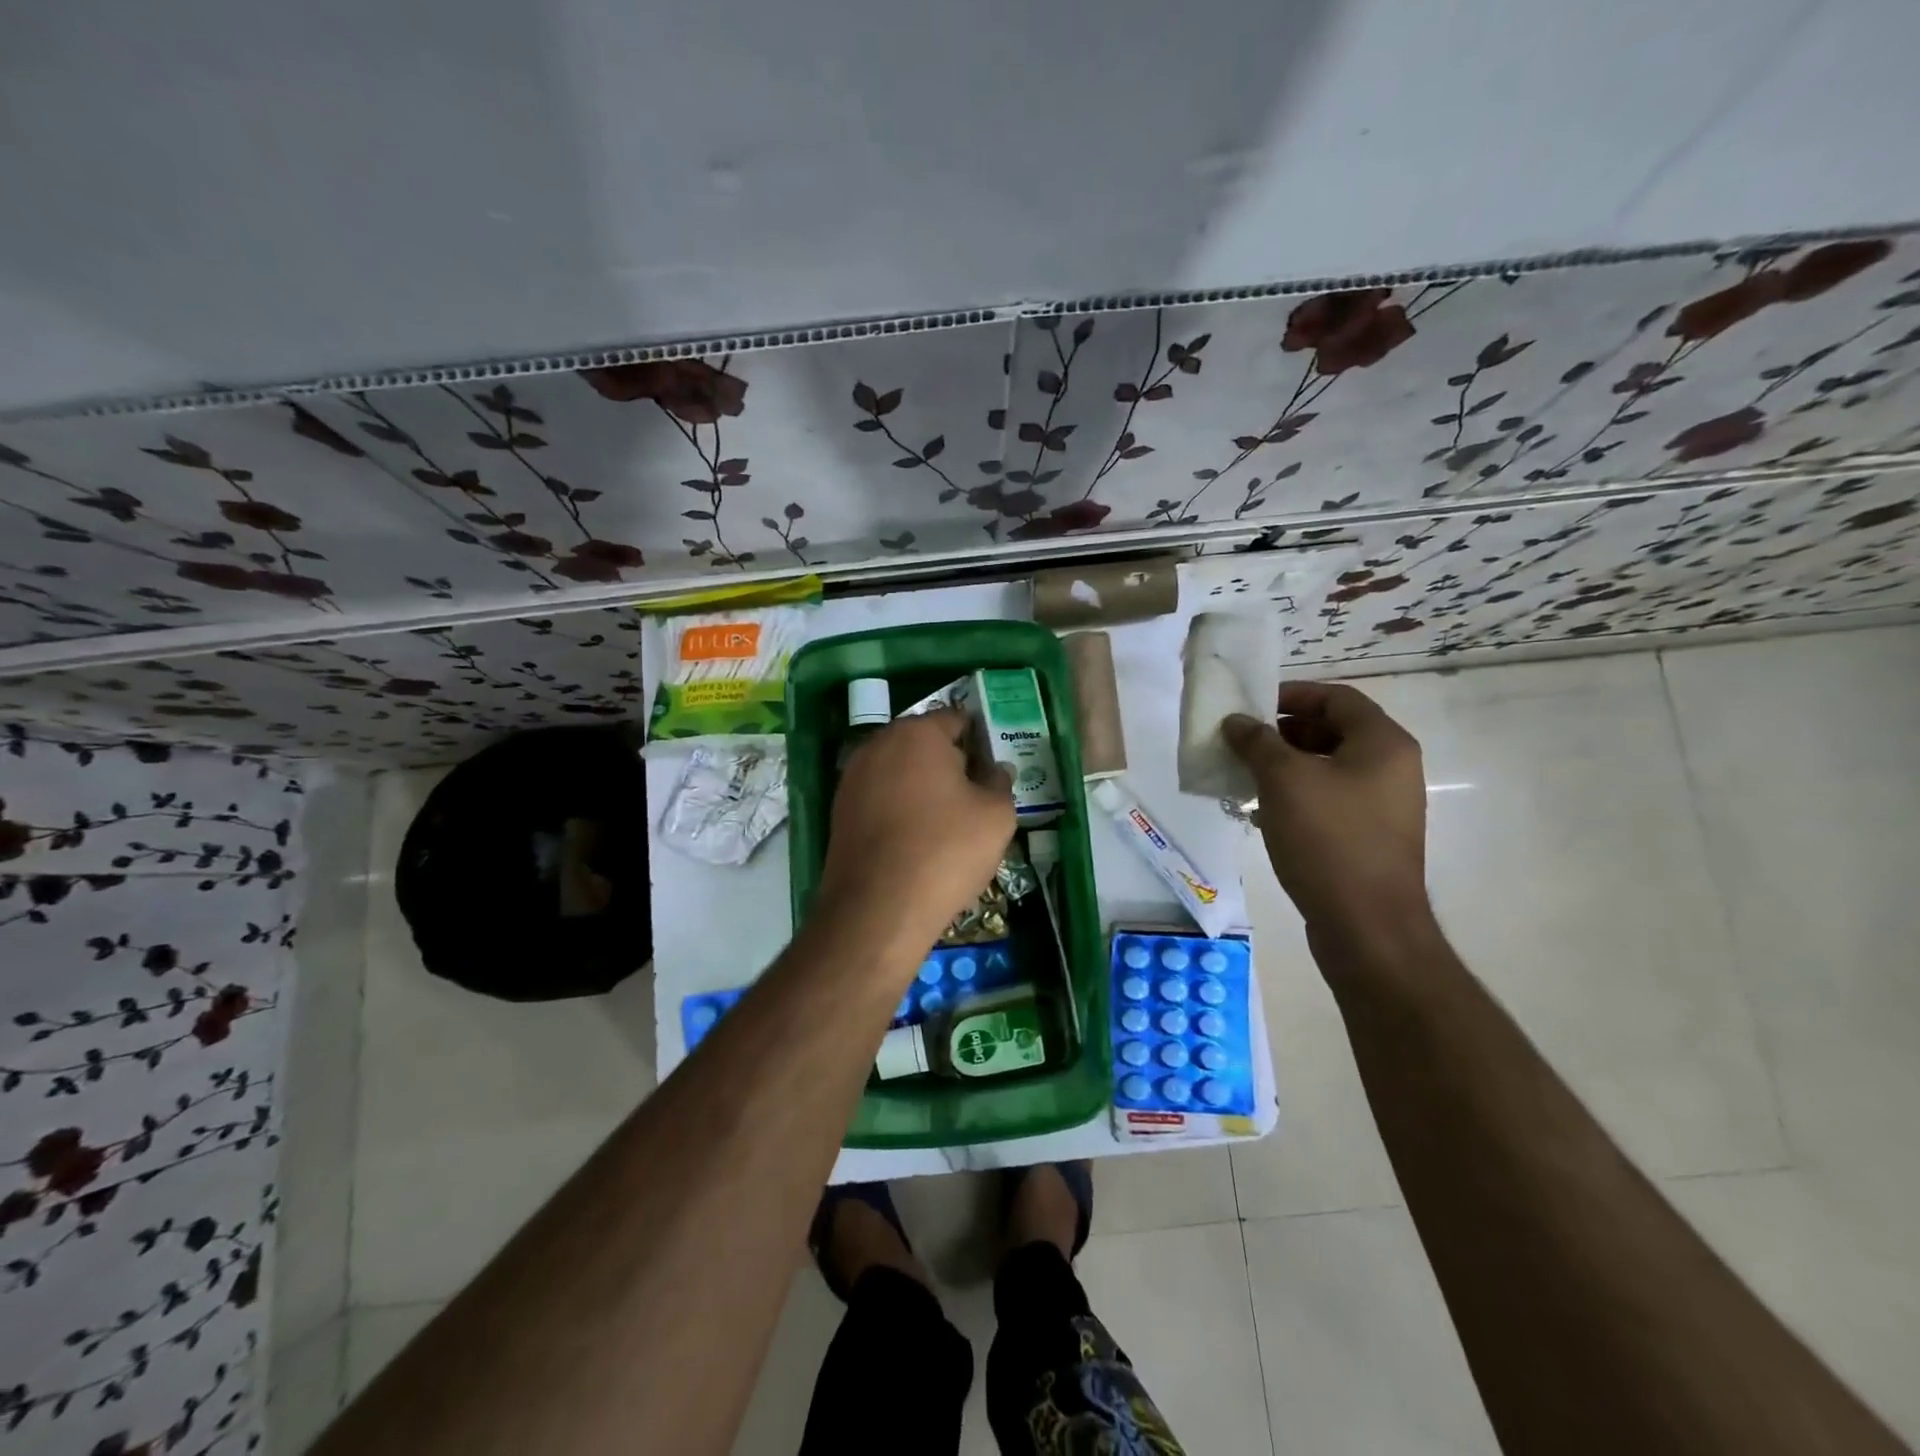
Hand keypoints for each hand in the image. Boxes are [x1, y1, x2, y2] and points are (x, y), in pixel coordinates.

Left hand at [815, 709, 1014, 959]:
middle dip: (948, 763)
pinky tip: (915, 840)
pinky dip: (898, 809)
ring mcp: (852, 777)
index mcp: (917, 733)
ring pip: (898, 771)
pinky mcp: (839, 811)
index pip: (955, 720)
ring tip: (945, 823)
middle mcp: (877, 744)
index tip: (992, 771)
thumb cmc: (946, 850)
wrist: (878, 909)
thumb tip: (995, 770)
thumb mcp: (996, 816)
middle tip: (974, 797)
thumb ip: (999, 782)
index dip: (979, 741)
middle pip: (923, 743)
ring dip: (921, 787)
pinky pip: (879, 798)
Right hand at [1224, 682, 1430, 942]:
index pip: (1337, 698)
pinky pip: (1329, 800)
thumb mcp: (1284, 781)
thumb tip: (1236, 721)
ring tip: (1245, 776)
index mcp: (1383, 744)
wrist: (1366, 925)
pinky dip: (1296, 797)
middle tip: (1243, 741)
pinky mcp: (1368, 837)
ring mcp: (1383, 806)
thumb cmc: (1328, 839)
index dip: (1293, 694)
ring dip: (1285, 766)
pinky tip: (1261, 813)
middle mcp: (1391, 769)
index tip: (1251, 705)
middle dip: (1283, 732)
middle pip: (1333, 731)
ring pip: (1327, 769)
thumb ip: (1257, 742)